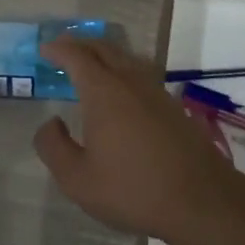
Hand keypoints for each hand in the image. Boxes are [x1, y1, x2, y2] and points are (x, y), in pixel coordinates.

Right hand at [32, 39, 242, 241]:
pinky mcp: (172, 107)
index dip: (59, 50)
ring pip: (126, 59)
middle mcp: (130, 81)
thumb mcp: (77, 179)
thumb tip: (50, 123)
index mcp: (104, 92)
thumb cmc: (132, 189)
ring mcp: (156, 92)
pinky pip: (141, 74)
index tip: (44, 50)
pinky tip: (121, 91)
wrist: (200, 200)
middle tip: (63, 49)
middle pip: (104, 49)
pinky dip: (122, 70)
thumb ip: (54, 147)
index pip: (77, 57)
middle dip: (81, 45)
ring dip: (104, 55)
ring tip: (90, 64)